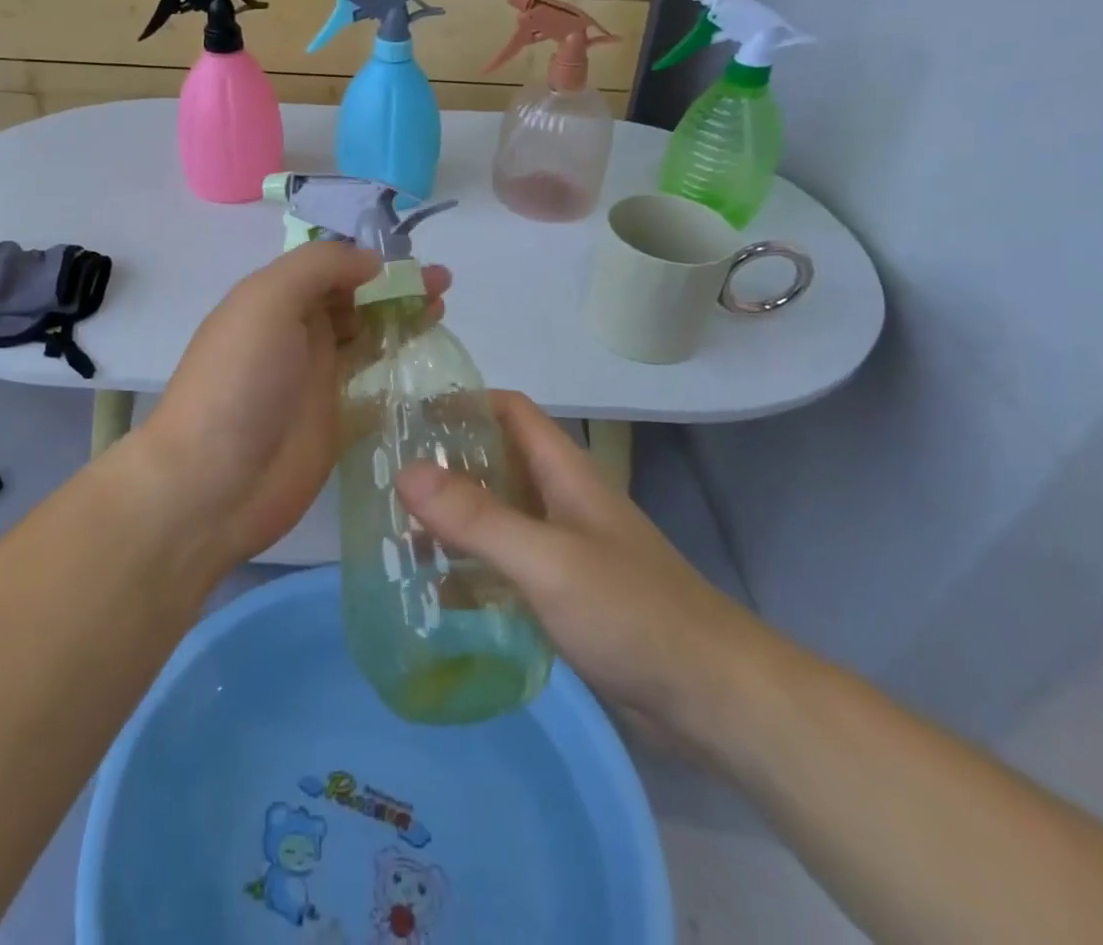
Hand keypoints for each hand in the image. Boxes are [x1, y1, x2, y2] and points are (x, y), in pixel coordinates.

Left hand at [131, 242, 449, 572]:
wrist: (213, 484)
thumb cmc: (237, 382)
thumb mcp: (266, 302)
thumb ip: (318, 268)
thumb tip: (370, 261)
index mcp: (275, 300)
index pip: (330, 266)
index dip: (371, 258)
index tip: (413, 261)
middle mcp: (297, 332)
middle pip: (354, 299)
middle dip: (395, 287)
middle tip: (443, 285)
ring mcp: (317, 377)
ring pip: (367, 336)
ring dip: (402, 320)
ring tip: (442, 310)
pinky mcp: (335, 419)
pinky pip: (373, 383)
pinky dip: (398, 367)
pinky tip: (429, 362)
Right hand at [395, 391, 773, 762]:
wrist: (715, 700)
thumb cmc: (633, 612)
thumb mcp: (547, 560)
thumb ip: (477, 518)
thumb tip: (404, 472)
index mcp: (565, 473)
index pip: (510, 411)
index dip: (464, 403)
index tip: (408, 415)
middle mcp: (562, 502)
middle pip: (498, 463)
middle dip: (447, 464)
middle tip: (386, 477)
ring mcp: (566, 551)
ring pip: (500, 518)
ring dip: (455, 519)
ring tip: (398, 532)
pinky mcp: (567, 598)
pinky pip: (508, 569)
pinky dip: (473, 570)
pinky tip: (436, 592)